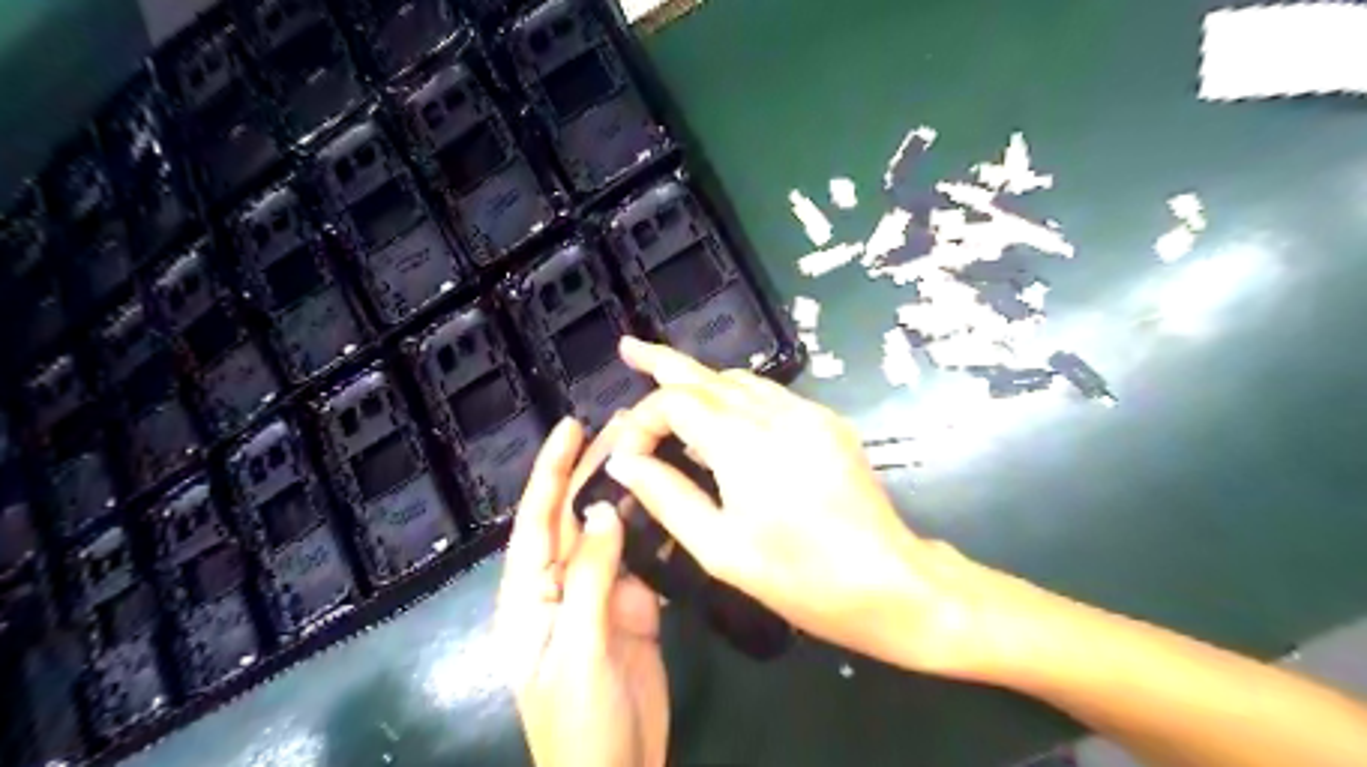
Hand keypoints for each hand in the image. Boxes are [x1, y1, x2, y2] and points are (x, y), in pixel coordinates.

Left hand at [499, 421, 670, 766]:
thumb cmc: (581, 722)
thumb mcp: (579, 649)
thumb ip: (590, 578)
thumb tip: (605, 510)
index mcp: (530, 596)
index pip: (536, 520)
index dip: (550, 471)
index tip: (570, 428)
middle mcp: (561, 586)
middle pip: (574, 518)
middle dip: (591, 471)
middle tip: (622, 426)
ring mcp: (599, 596)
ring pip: (610, 534)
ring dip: (628, 495)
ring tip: (652, 452)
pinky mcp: (632, 608)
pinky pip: (641, 561)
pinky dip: (655, 532)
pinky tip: (674, 505)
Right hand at [605, 336, 1001, 677]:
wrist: (889, 581)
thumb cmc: (799, 577)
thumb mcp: (719, 549)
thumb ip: (667, 496)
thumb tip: (625, 461)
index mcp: (743, 443)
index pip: (675, 401)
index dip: (643, 420)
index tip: (628, 454)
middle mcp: (775, 413)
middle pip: (707, 375)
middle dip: (663, 360)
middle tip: (629, 348)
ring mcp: (807, 413)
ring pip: (740, 380)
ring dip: (700, 381)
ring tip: (667, 384)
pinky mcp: (826, 422)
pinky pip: (769, 395)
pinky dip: (735, 396)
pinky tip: (722, 416)